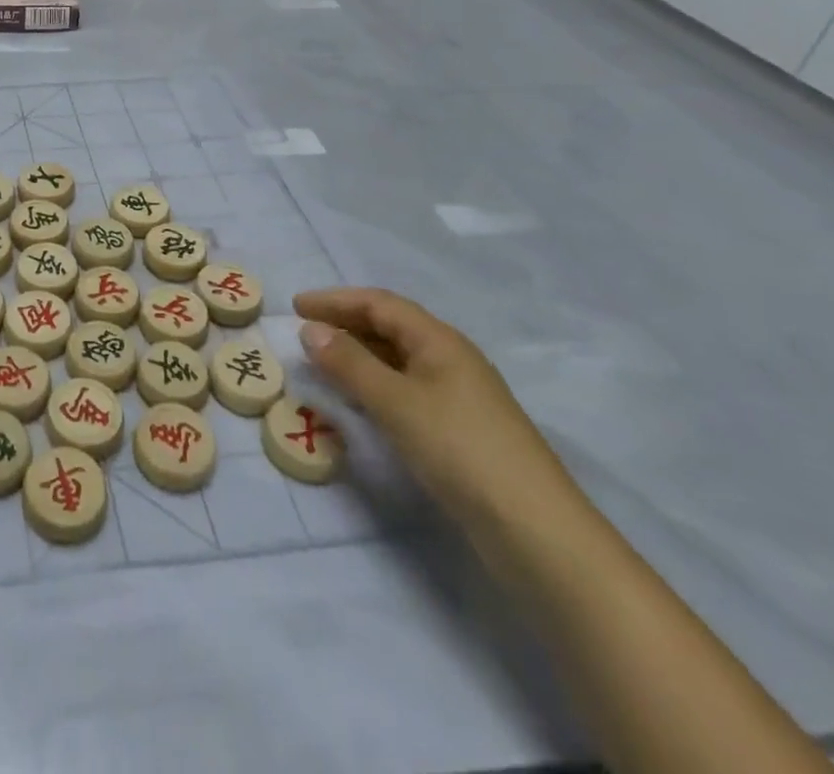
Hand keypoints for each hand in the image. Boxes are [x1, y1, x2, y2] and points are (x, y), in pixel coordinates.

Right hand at [293, 287, 577, 532]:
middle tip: (304, 332)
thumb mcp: (395, 402)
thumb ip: (349, 363)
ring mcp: (459, 396)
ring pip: (398, 360)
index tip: (296, 307)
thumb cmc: (460, 451)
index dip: (335, 300)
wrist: (537, 533)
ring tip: (322, 363)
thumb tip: (310, 329)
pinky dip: (375, 384)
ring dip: (359, 355)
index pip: (380, 304)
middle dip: (345, 324)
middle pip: (391, 327)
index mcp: (440, 342)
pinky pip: (406, 389)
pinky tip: (359, 402)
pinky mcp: (460, 430)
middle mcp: (451, 360)